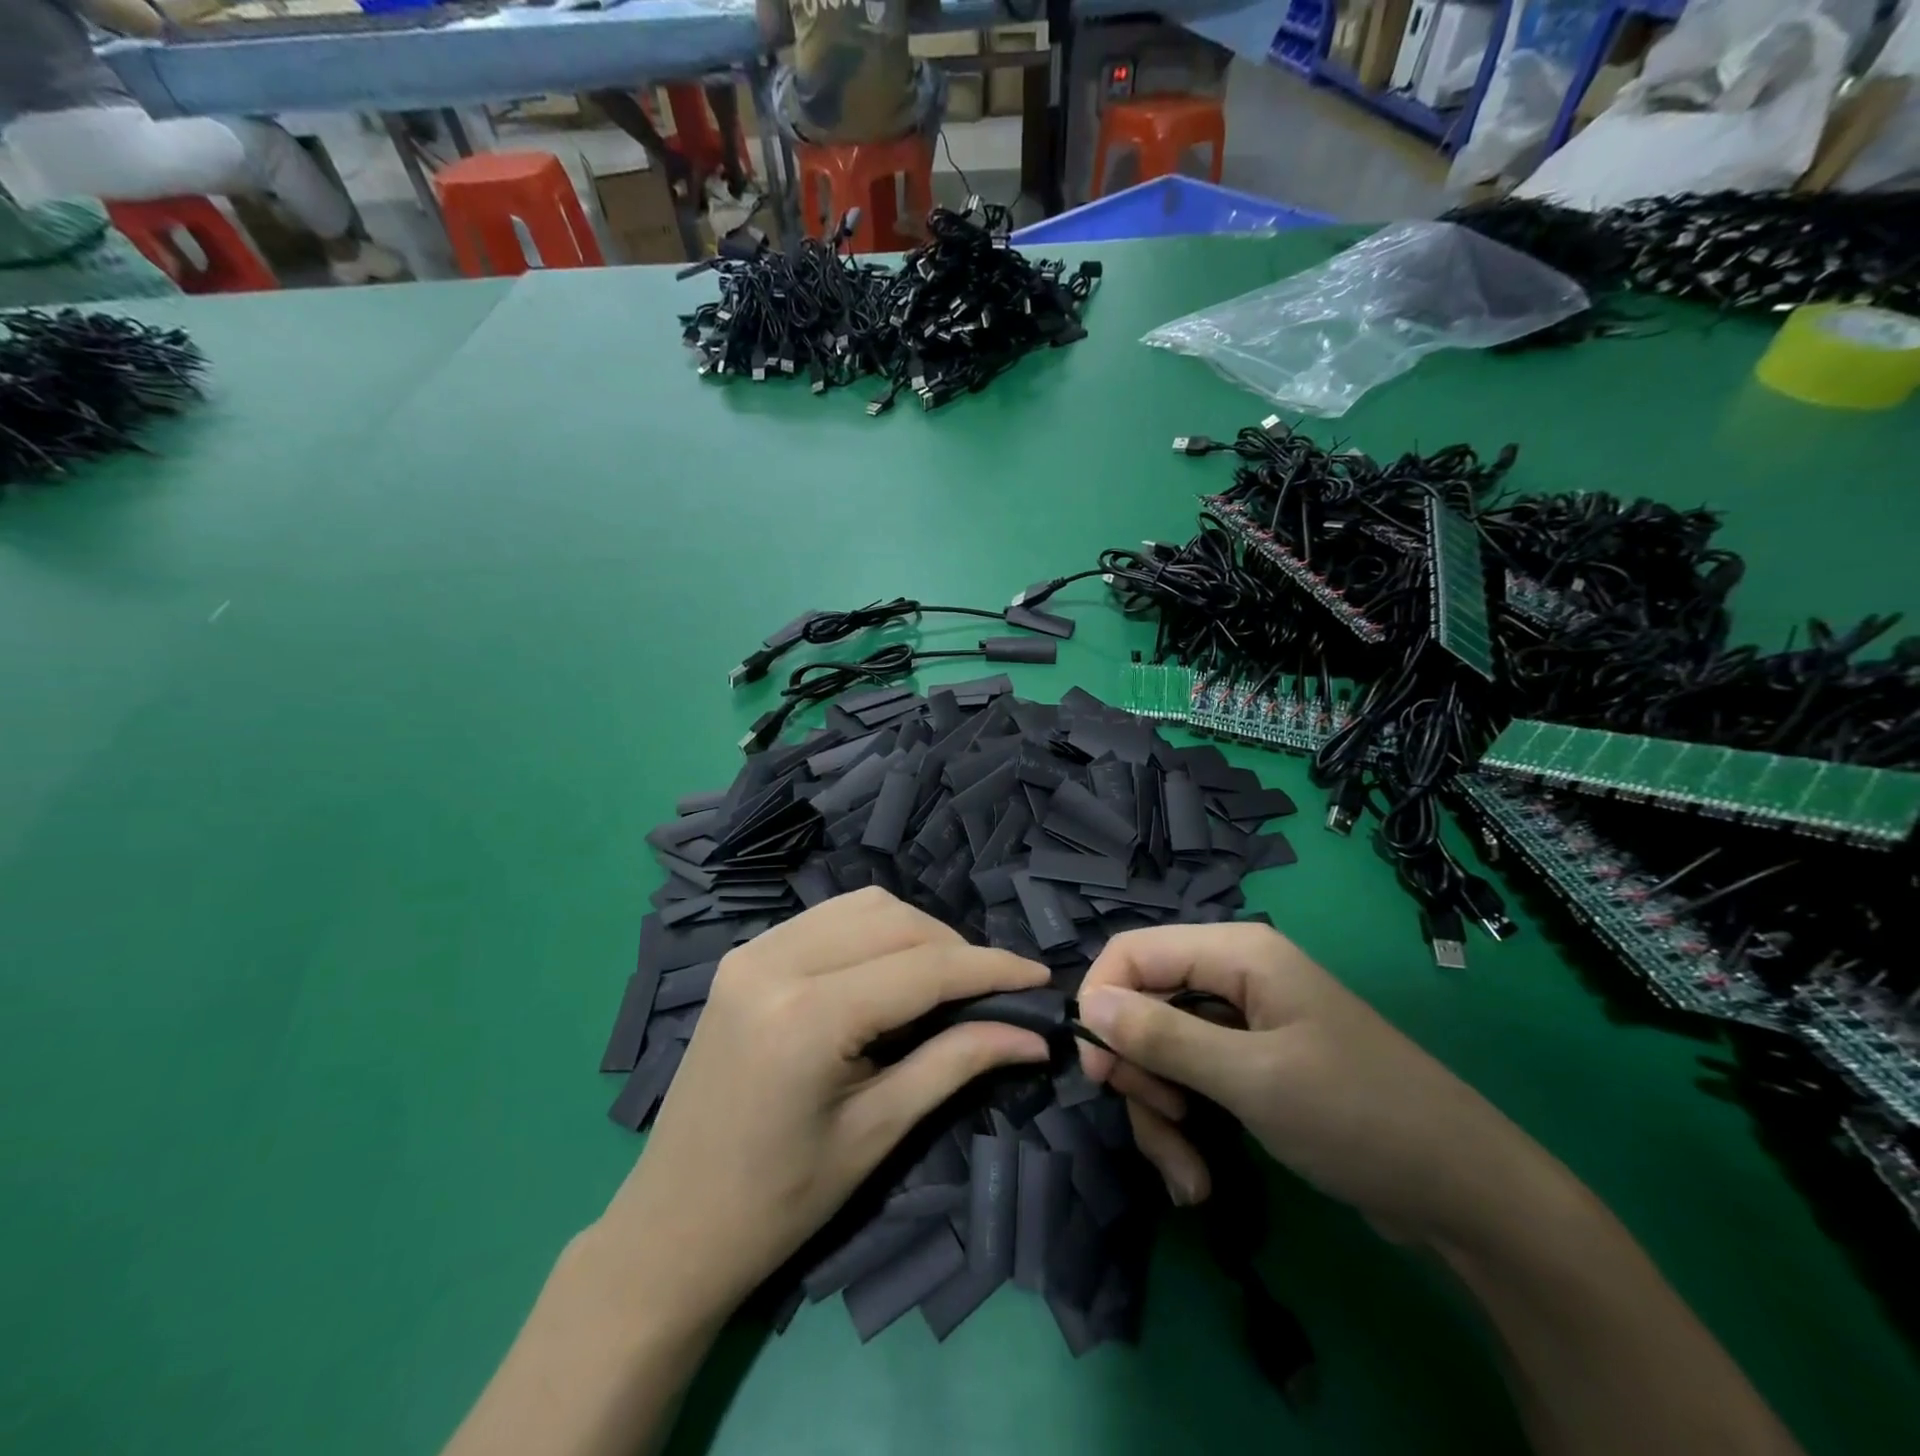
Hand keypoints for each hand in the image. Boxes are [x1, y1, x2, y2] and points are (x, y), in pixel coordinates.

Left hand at [598, 888, 1051, 1326]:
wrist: (671, 1227)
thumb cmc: (779, 1201)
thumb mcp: (878, 1132)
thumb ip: (958, 1063)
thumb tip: (1033, 1034)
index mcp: (806, 1015)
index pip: (923, 967)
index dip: (991, 968)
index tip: (1041, 977)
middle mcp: (775, 961)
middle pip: (895, 921)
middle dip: (955, 949)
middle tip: (993, 992)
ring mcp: (752, 950)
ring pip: (864, 907)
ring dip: (916, 934)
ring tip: (946, 983)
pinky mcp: (744, 955)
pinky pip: (829, 919)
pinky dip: (874, 934)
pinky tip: (890, 974)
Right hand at [1076, 923, 1552, 1247]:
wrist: (1464, 1193)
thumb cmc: (1356, 1115)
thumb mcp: (1252, 1078)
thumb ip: (1163, 1037)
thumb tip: (1087, 1004)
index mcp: (1235, 953)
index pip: (1133, 952)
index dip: (1102, 1001)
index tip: (1097, 1070)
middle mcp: (1233, 977)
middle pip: (1143, 1006)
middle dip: (1138, 1072)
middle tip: (1159, 1125)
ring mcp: (1242, 1023)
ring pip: (1161, 1052)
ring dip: (1161, 1115)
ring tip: (1187, 1175)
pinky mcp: (1251, 1065)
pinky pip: (1190, 1081)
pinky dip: (1185, 1127)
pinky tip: (1198, 1178)